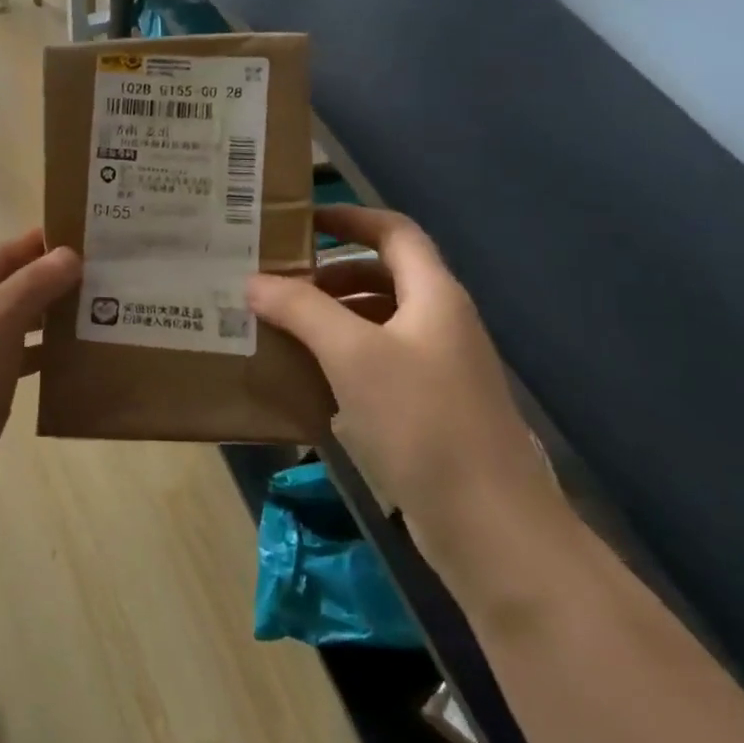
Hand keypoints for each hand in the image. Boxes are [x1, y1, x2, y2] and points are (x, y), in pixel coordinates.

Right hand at [248, 206, 565, 596]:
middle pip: (383, 276)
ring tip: (281, 326)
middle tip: (277, 281)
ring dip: (332, 317)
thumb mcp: (353, 355)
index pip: (395, 232)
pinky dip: (343, 357)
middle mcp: (440, 324)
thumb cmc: (422, 421)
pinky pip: (378, 363)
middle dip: (330, 274)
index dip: (351, 218)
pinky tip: (308, 377)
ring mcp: (438, 369)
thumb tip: (254, 281)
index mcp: (434, 296)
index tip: (301, 220)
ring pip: (378, 322)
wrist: (490, 524)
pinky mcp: (428, 409)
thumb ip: (301, 310)